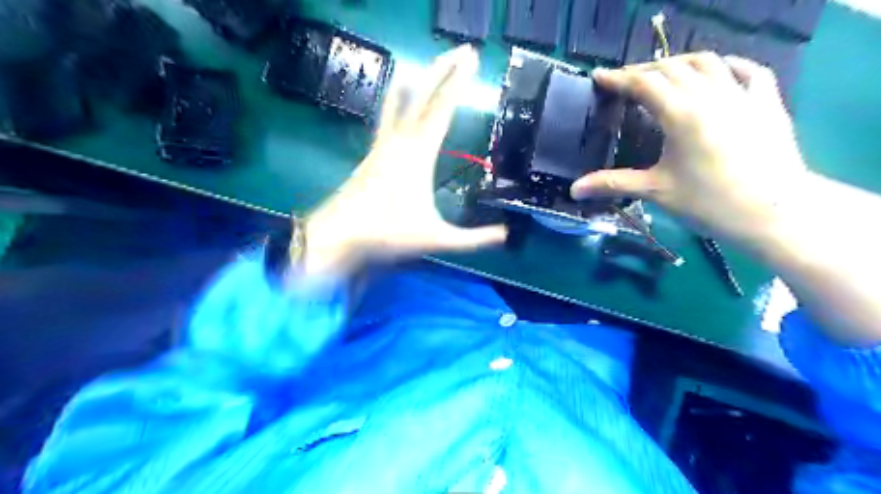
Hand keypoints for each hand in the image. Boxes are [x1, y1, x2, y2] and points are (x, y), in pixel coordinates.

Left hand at [304, 44, 509, 277]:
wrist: (339, 234)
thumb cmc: (388, 233)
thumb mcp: (436, 238)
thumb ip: (472, 238)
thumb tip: (506, 235)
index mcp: (419, 154)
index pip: (443, 108)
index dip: (459, 82)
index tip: (473, 58)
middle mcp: (400, 141)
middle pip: (424, 95)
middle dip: (444, 69)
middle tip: (463, 50)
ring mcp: (382, 145)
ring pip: (401, 102)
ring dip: (419, 81)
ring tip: (428, 65)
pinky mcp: (372, 153)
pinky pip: (388, 118)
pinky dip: (397, 101)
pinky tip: (397, 99)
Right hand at [576, 53, 807, 242]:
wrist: (773, 212)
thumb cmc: (708, 203)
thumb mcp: (655, 191)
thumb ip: (612, 183)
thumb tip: (574, 189)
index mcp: (681, 114)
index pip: (643, 83)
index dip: (618, 78)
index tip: (599, 76)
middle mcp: (711, 94)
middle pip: (672, 67)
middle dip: (643, 69)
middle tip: (624, 81)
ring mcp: (742, 94)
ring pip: (706, 62)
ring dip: (679, 62)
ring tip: (662, 73)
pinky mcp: (767, 102)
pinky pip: (747, 70)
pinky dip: (726, 65)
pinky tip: (717, 70)